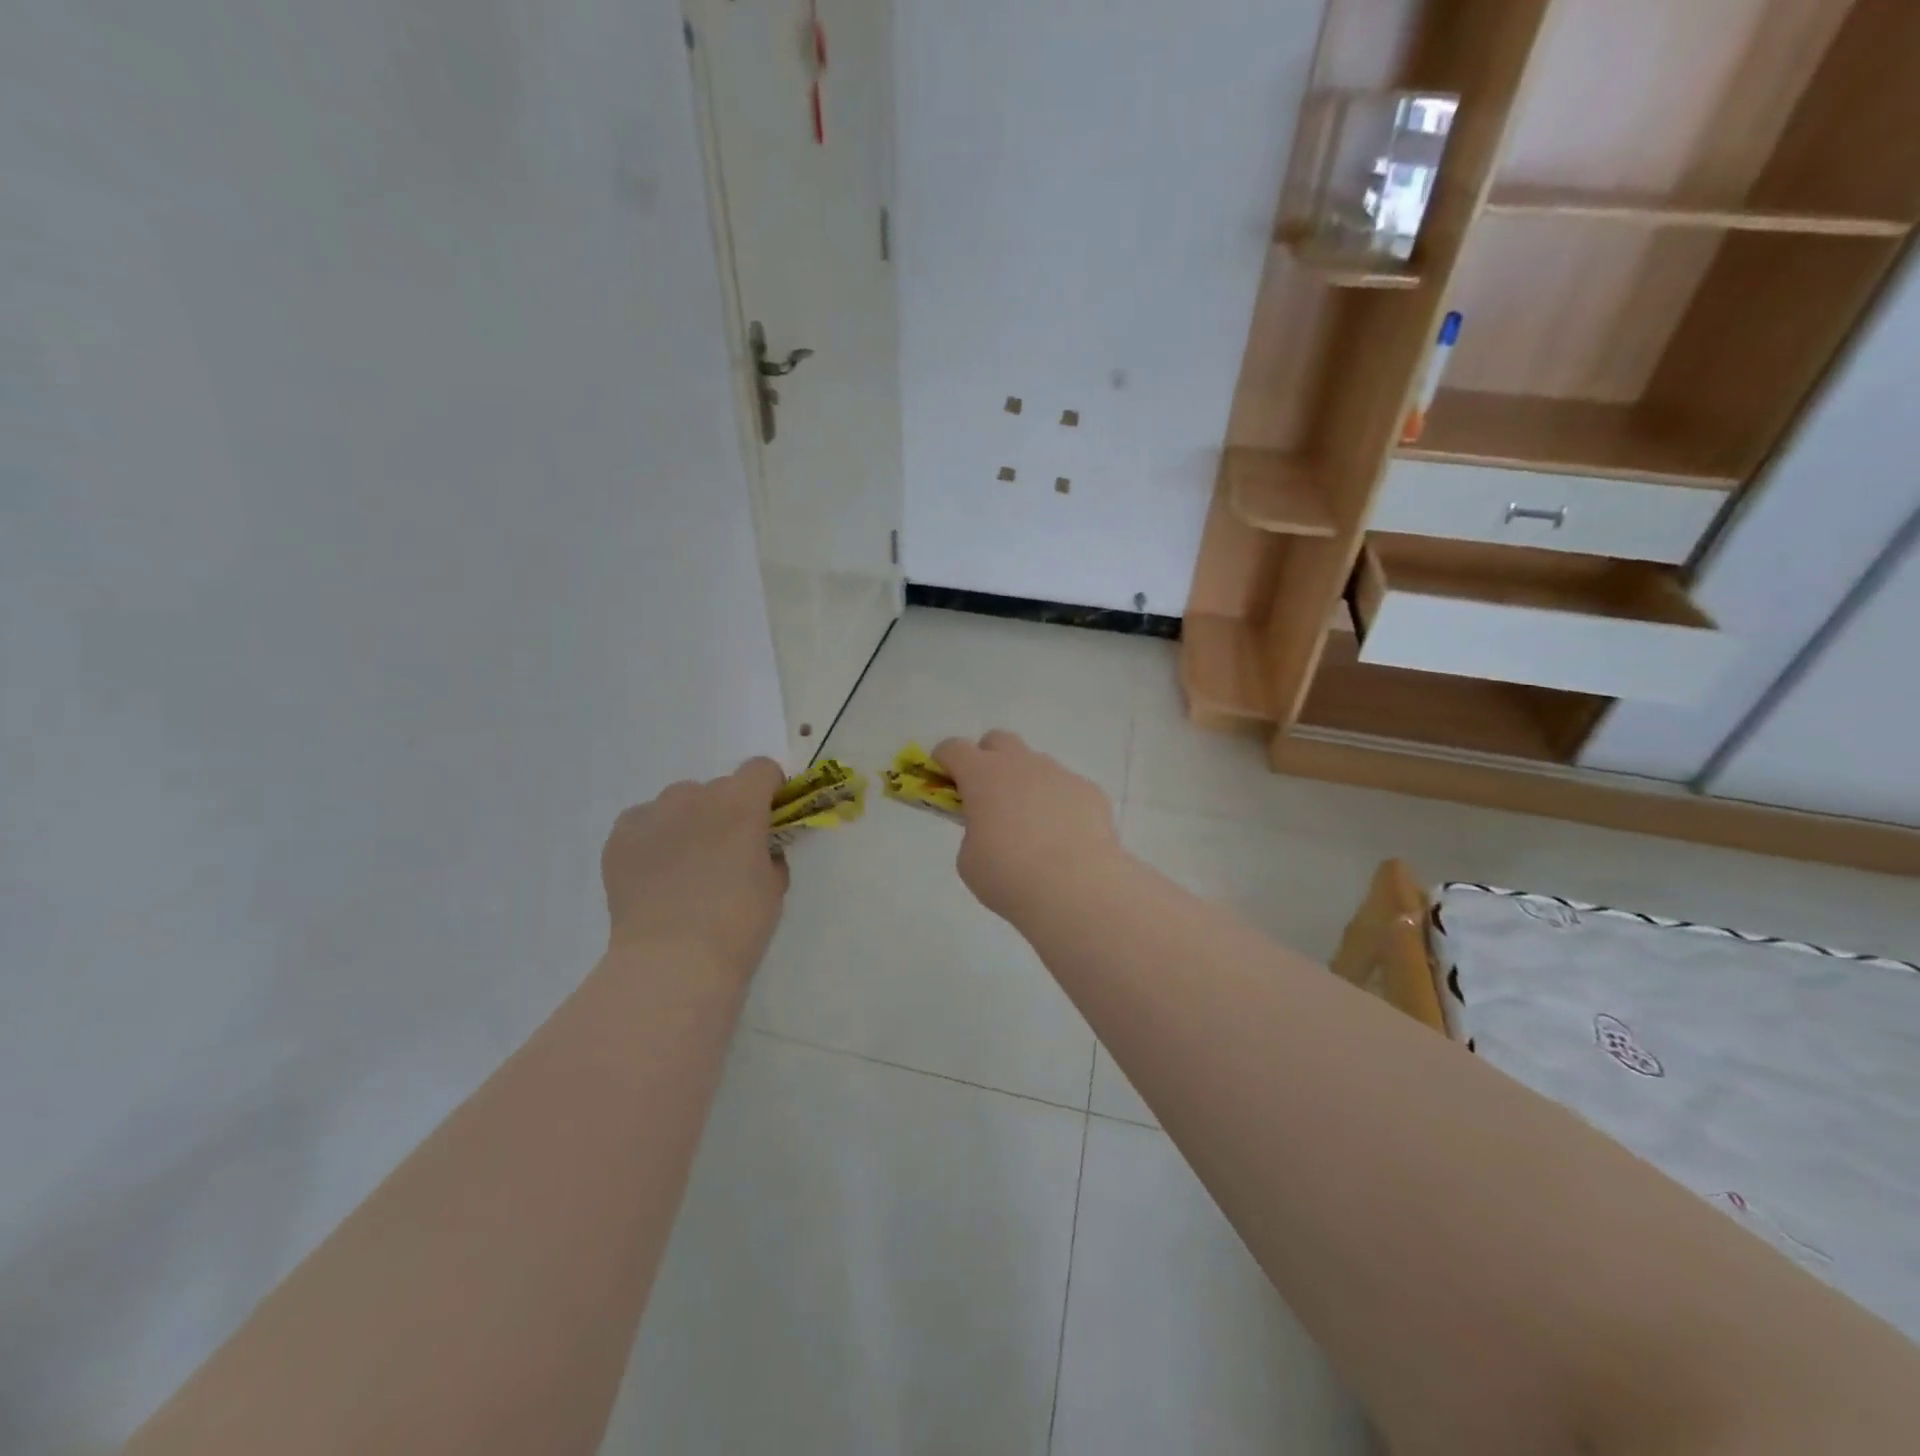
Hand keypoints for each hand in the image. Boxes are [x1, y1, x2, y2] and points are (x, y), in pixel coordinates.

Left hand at [601, 758, 790, 979]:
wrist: (673, 959)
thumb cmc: (738, 923)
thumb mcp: (774, 886)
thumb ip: (769, 854)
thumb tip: (758, 850)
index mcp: (741, 803)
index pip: (761, 769)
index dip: (769, 790)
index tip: (769, 817)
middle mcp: (696, 796)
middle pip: (718, 788)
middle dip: (726, 812)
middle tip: (726, 854)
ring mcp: (653, 813)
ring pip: (678, 803)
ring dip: (689, 822)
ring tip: (685, 867)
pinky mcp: (620, 836)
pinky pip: (644, 823)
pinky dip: (654, 839)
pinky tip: (656, 875)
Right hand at [932, 731, 1124, 923]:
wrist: (1076, 890)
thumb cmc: (1009, 876)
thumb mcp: (970, 859)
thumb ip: (973, 833)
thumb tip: (990, 829)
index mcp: (983, 776)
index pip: (954, 748)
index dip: (944, 760)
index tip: (944, 779)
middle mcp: (1022, 764)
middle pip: (998, 741)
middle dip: (987, 759)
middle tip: (988, 795)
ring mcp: (1059, 774)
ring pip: (1035, 764)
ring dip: (1026, 783)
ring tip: (1032, 825)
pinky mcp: (1090, 791)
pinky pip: (1066, 788)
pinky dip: (1059, 804)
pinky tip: (1064, 837)